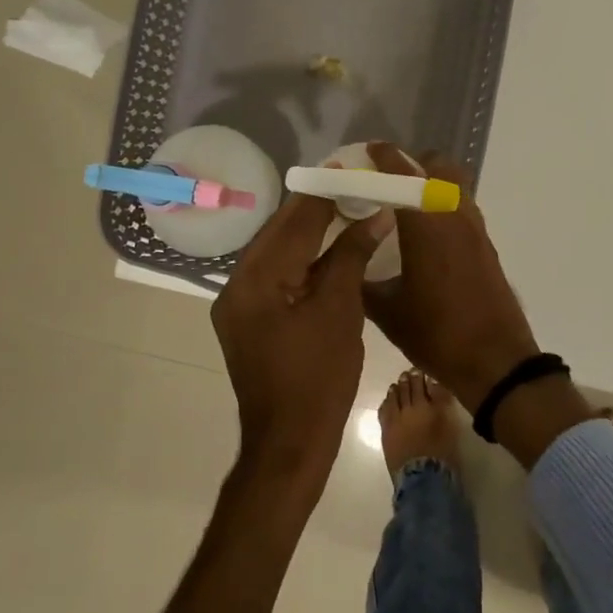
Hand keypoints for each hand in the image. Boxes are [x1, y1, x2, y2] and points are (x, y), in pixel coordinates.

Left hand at [211, 193, 392, 497]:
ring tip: (346, 209)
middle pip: (280, 233)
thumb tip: (375, 214)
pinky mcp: (250, 322)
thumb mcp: (339, 310)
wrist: (289, 444)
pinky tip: (331, 251)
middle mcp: (237, 285)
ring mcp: (240, 306)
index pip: (292, 222)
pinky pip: (278, 277)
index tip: (349, 168)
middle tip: (352, 185)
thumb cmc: (318, 378)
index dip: (322, 193)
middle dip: (315, 209)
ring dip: (310, 234)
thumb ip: (351, 255)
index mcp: (255, 280)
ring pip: (278, 254)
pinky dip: (304, 262)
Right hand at [361, 143, 539, 403]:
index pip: (401, 172)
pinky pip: (462, 207)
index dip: (383, 156)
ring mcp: (475, 228)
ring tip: (404, 207)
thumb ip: (361, 279)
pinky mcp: (486, 244)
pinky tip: (427, 235)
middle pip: (438, 166)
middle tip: (386, 182)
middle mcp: (454, 214)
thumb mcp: (387, 311)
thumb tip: (343, 260)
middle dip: (412, 165)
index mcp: (426, 223)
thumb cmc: (437, 333)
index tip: (366, 152)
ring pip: (455, 185)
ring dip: (431, 183)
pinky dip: (443, 205)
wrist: (496, 360)